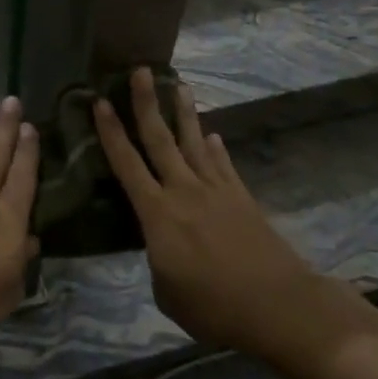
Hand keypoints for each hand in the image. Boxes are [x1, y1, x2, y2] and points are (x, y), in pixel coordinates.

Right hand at [93, 68, 314, 359]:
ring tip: (179, 85)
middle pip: (160, 138)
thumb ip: (157, 260)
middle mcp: (183, 190)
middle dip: (147, 103)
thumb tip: (161, 246)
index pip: (127, 164)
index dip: (111, 132)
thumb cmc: (214, 307)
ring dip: (184, 113)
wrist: (278, 306)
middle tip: (140, 71)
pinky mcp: (241, 198)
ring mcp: (216, 190)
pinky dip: (216, 148)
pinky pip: (223, 164)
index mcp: (157, 213)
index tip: (99, 102)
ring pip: (195, 142)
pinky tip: (214, 136)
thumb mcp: (166, 292)